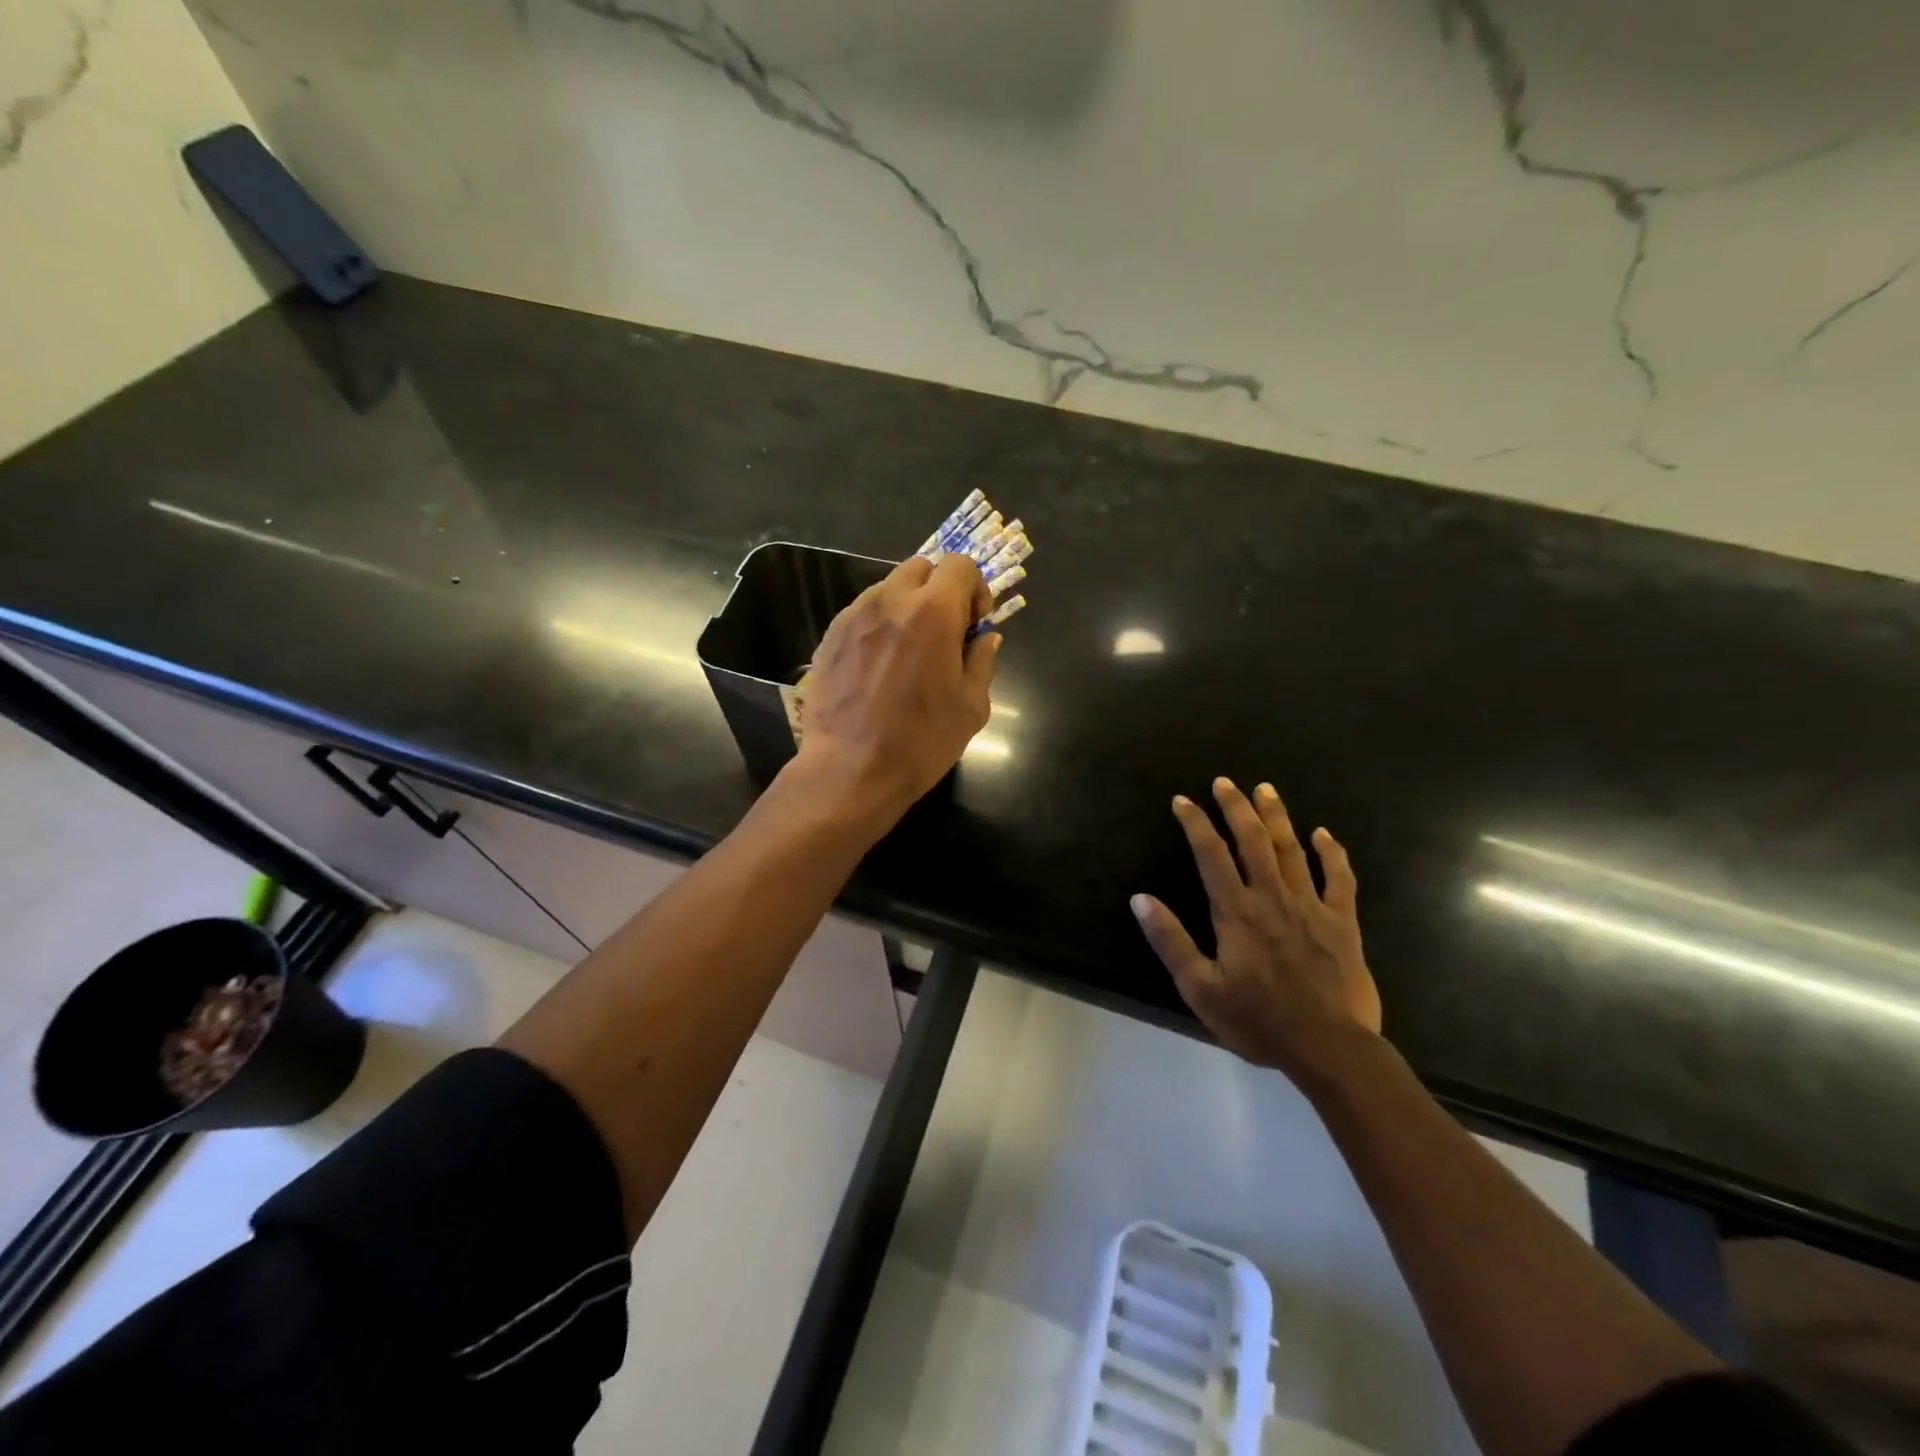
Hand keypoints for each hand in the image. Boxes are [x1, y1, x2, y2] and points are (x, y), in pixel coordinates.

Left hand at [792, 554, 999, 821]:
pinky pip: (863, 612)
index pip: (960, 565)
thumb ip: (982, 661)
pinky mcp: (830, 635)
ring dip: (908, 605)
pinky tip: (880, 665)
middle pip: (922, 567)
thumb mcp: (971, 708)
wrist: (850, 770)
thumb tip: (985, 637)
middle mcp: (891, 600)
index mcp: (933, 612)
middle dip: (940, 590)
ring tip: (909, 650)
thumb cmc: (920, 742)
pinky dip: (879, 623)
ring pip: (889, 587)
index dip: (975, 589)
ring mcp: (854, 615)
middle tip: (945, 631)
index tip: (974, 624)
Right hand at [1131, 777, 1381, 1082]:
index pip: (1211, 854)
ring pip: (1292, 850)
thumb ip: (1170, 940)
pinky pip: (1339, 879)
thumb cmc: (1258, 1020)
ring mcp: (1311, 906)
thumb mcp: (1200, 988)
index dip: (1195, 823)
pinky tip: (1323, 834)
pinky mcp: (1343, 922)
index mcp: (1236, 911)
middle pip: (1252, 840)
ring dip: (1277, 817)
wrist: (1329, 1048)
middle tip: (1224, 782)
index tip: (1183, 800)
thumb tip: (1140, 899)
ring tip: (1265, 789)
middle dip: (1236, 807)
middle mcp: (1272, 897)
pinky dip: (1332, 853)